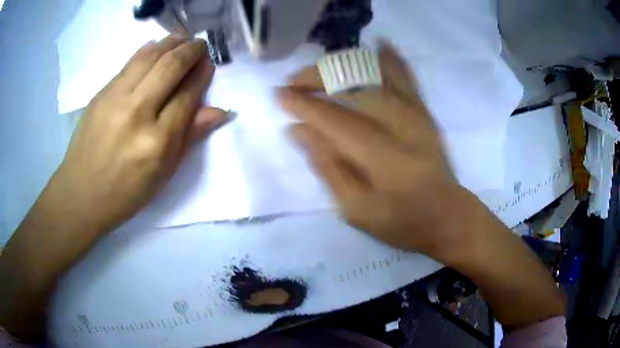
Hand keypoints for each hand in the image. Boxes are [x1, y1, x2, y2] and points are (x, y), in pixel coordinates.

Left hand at [56, 35, 227, 233]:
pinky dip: (148, 49)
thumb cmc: (126, 192)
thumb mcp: (163, 174)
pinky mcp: (101, 93)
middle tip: (200, 45)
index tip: (209, 64)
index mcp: (158, 141)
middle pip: (171, 66)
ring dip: (171, 42)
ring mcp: (116, 99)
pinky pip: (130, 63)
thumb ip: (189, 137)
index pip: (187, 94)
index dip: (202, 74)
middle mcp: (138, 112)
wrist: (81, 194)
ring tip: (183, 38)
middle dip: (191, 50)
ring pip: (150, 56)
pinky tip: (157, 46)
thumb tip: (220, 111)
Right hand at [280, 44, 565, 330]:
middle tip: (293, 83)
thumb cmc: (401, 221)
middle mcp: (399, 124)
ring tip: (319, 70)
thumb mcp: (355, 209)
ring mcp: (415, 113)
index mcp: (380, 156)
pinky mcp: (425, 111)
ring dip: (342, 66)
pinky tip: (379, 45)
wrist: (447, 216)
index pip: (332, 118)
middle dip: (317, 78)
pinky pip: (406, 76)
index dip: (303, 104)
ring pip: (375, 74)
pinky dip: (391, 58)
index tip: (279, 96)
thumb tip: (298, 131)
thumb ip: (327, 167)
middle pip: (352, 86)